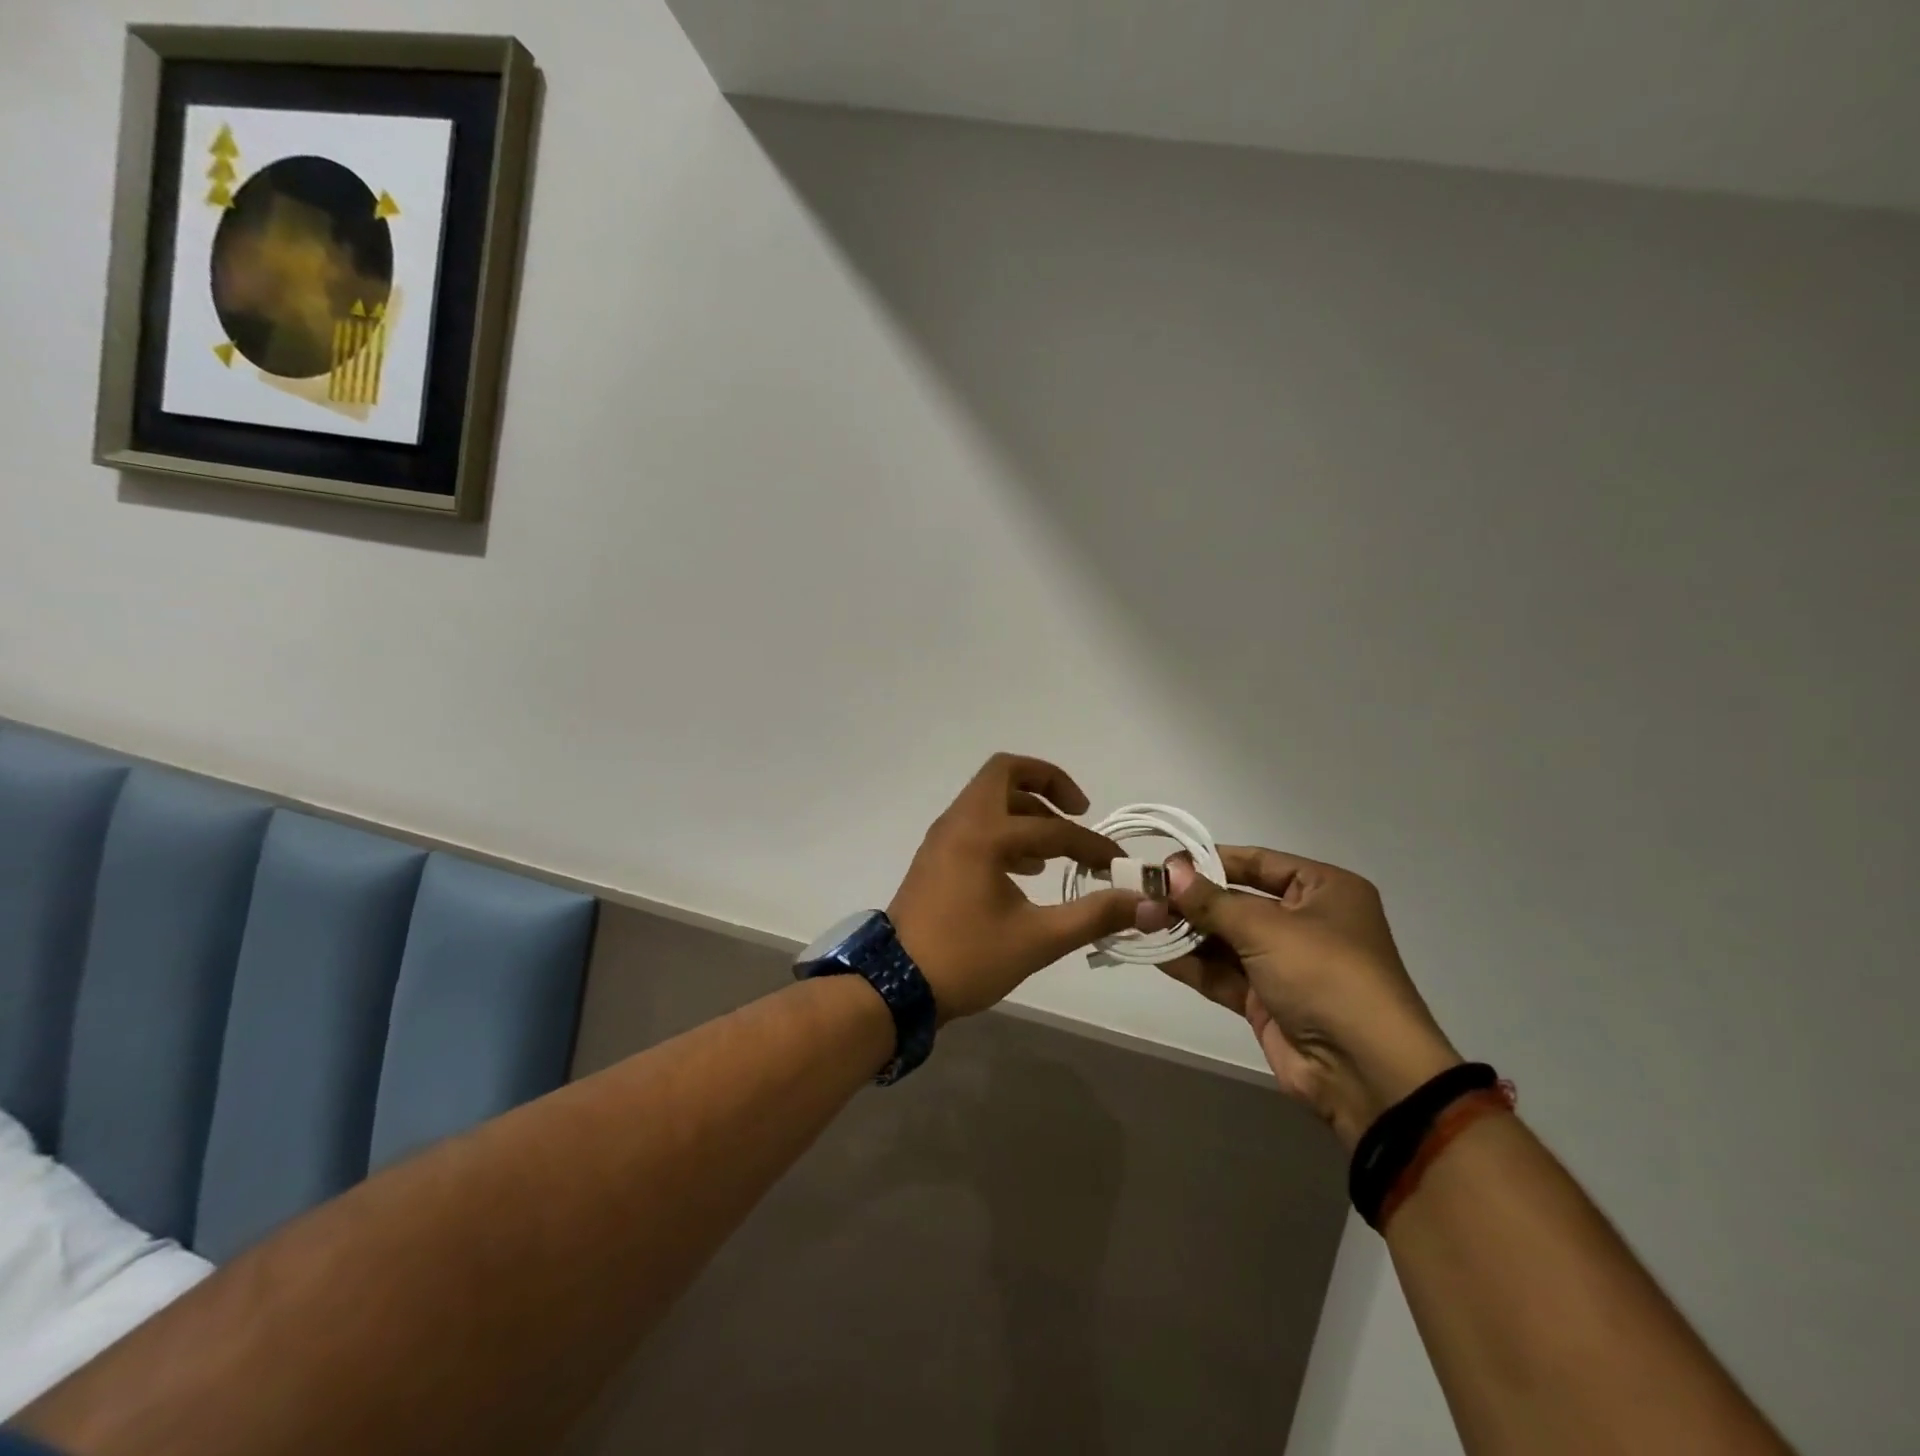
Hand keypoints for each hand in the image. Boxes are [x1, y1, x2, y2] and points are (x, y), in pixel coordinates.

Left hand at [888, 753, 1166, 1020]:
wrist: (895, 986)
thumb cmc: (966, 959)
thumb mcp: (1038, 940)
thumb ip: (1094, 915)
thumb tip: (1148, 904)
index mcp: (984, 834)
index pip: (1054, 828)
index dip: (1093, 844)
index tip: (1118, 866)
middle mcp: (960, 822)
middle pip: (1005, 772)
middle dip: (1047, 782)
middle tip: (1078, 809)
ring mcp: (943, 836)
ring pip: (988, 796)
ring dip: (1026, 808)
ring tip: (1055, 849)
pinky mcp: (936, 854)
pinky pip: (975, 820)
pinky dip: (1004, 828)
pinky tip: (1025, 868)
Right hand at [1161, 847, 1460, 1147]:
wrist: (1365, 1072)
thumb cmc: (1325, 975)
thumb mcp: (1266, 928)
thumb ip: (1211, 901)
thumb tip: (1169, 872)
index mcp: (1324, 890)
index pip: (1258, 861)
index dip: (1210, 859)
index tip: (1164, 862)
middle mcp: (1306, 921)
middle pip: (1238, 900)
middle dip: (1193, 899)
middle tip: (1144, 892)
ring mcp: (1285, 963)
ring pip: (1226, 938)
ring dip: (1187, 931)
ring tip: (1141, 919)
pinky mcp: (1267, 999)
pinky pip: (1223, 973)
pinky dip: (1192, 963)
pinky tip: (1155, 953)